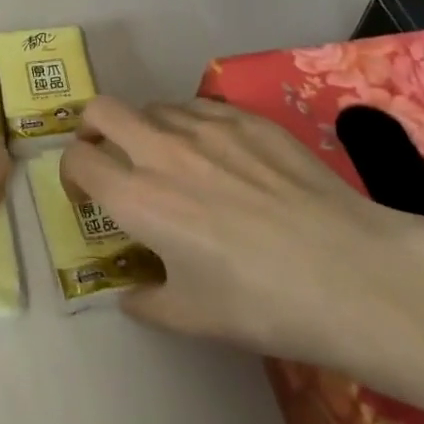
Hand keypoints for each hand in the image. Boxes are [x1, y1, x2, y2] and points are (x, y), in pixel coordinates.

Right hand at [61, 96, 423, 370]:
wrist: (352, 273)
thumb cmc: (263, 303)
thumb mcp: (193, 318)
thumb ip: (146, 302)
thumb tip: (131, 294)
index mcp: (138, 198)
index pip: (77, 159)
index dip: (71, 174)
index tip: (88, 195)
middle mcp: (161, 150)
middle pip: (101, 109)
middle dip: (93, 130)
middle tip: (110, 158)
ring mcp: (206, 125)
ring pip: (152, 105)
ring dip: (145, 129)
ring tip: (171, 162)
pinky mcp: (246, 117)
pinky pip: (197, 105)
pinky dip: (189, 123)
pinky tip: (218, 154)